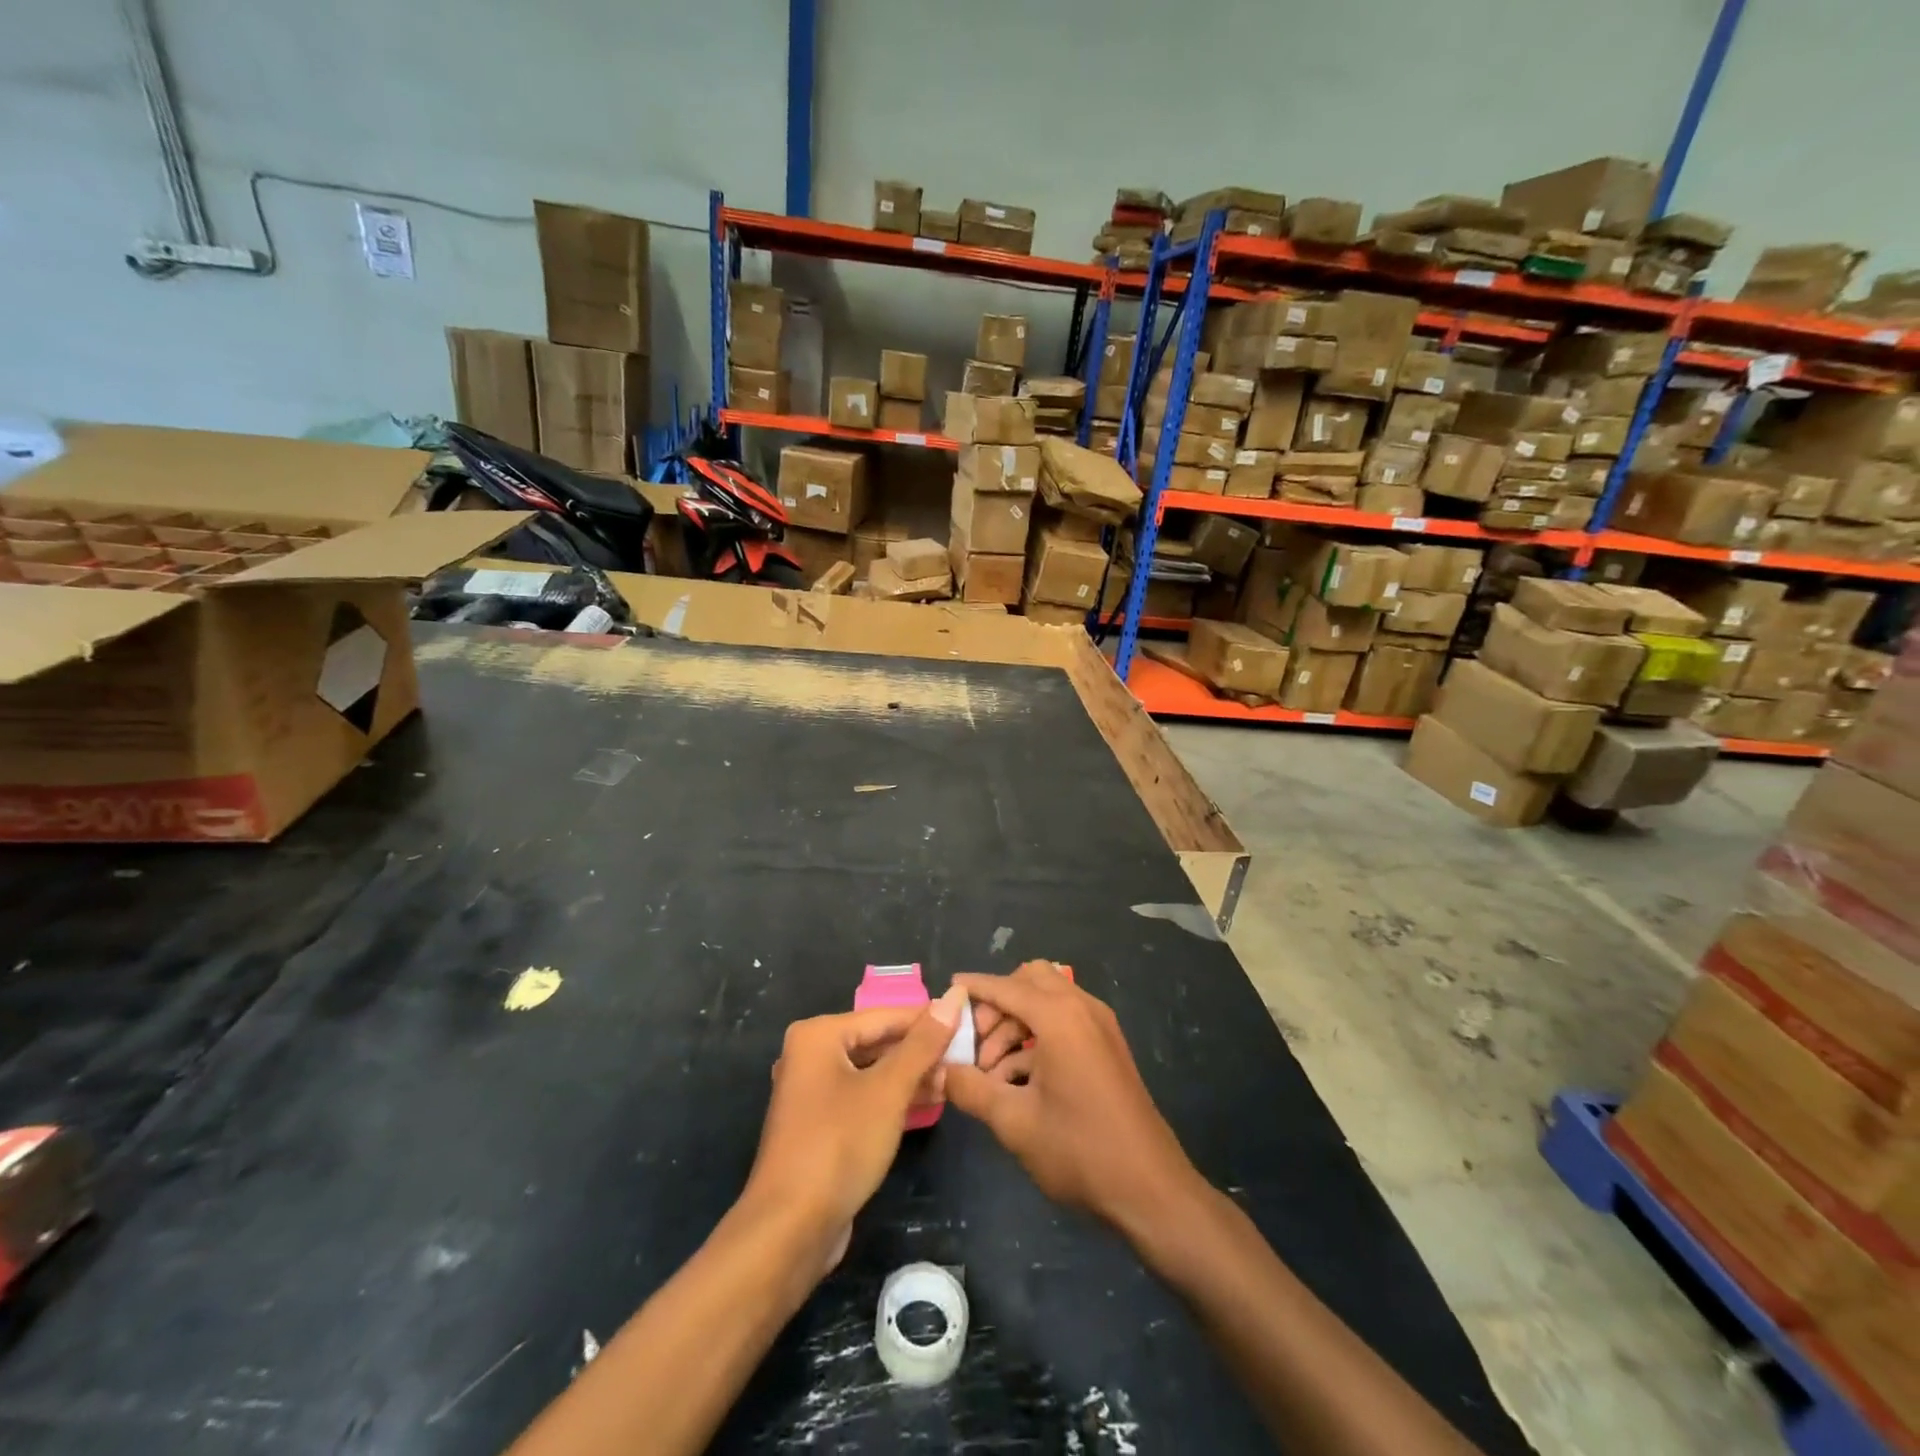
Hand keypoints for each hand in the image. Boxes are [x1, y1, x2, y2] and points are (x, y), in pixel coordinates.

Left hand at [741, 990, 964, 1274]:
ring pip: (871, 1071)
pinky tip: (927, 1103)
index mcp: (818, 1035)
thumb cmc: (839, 1145)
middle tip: (965, 1055)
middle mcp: (810, 1055)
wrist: (790, 1229)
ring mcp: (812, 1091)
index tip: (969, 1023)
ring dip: (910, 1076)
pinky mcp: (819, 1124)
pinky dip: (892, 1098)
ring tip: (953, 1079)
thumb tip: (953, 997)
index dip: (929, 1019)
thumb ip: (923, 1044)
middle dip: (920, 1050)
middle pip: (877, 1041)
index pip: (885, 1015)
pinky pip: (862, 1096)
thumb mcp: (889, 1090)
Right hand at [946, 963, 1202, 1241]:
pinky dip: (1037, 1038)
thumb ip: (971, 1089)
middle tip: (974, 1041)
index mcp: (1059, 1016)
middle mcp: (1082, 1008)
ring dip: (1015, 1024)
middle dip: (998, 1004)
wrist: (1151, 1189)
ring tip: (990, 1072)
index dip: (974, 988)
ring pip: (1047, 1001)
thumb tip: (940, 1070)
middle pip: (1030, 981)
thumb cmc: (1080, 1150)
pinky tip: (1016, 1081)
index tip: (947, 991)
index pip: (1006, 987)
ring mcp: (1100, 1026)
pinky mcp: (1107, 1046)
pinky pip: (1064, 1022)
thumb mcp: (1015, 1122)